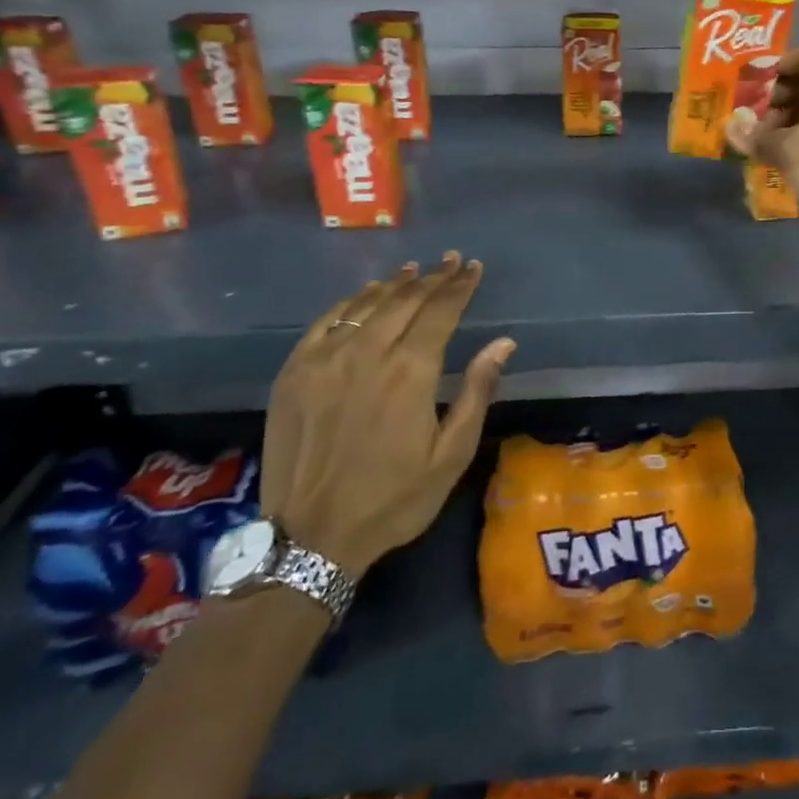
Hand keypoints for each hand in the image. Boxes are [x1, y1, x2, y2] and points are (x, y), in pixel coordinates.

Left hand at [260, 253, 514, 576]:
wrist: (311, 538)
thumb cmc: (393, 499)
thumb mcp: (451, 455)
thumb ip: (476, 392)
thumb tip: (503, 343)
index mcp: (410, 372)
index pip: (440, 311)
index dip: (459, 286)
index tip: (473, 268)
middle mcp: (368, 353)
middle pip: (405, 300)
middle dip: (433, 277)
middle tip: (451, 261)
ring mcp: (325, 359)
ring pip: (367, 305)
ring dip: (395, 284)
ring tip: (415, 270)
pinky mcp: (295, 372)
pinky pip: (327, 321)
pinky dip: (351, 303)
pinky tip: (365, 296)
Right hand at [727, 49, 798, 299]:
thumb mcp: (794, 150)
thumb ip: (759, 135)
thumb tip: (730, 126)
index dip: (774, 68)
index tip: (742, 86)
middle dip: (773, 99)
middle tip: (742, 118)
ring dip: (781, 127)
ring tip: (750, 143)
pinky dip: (796, 149)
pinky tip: (770, 161)